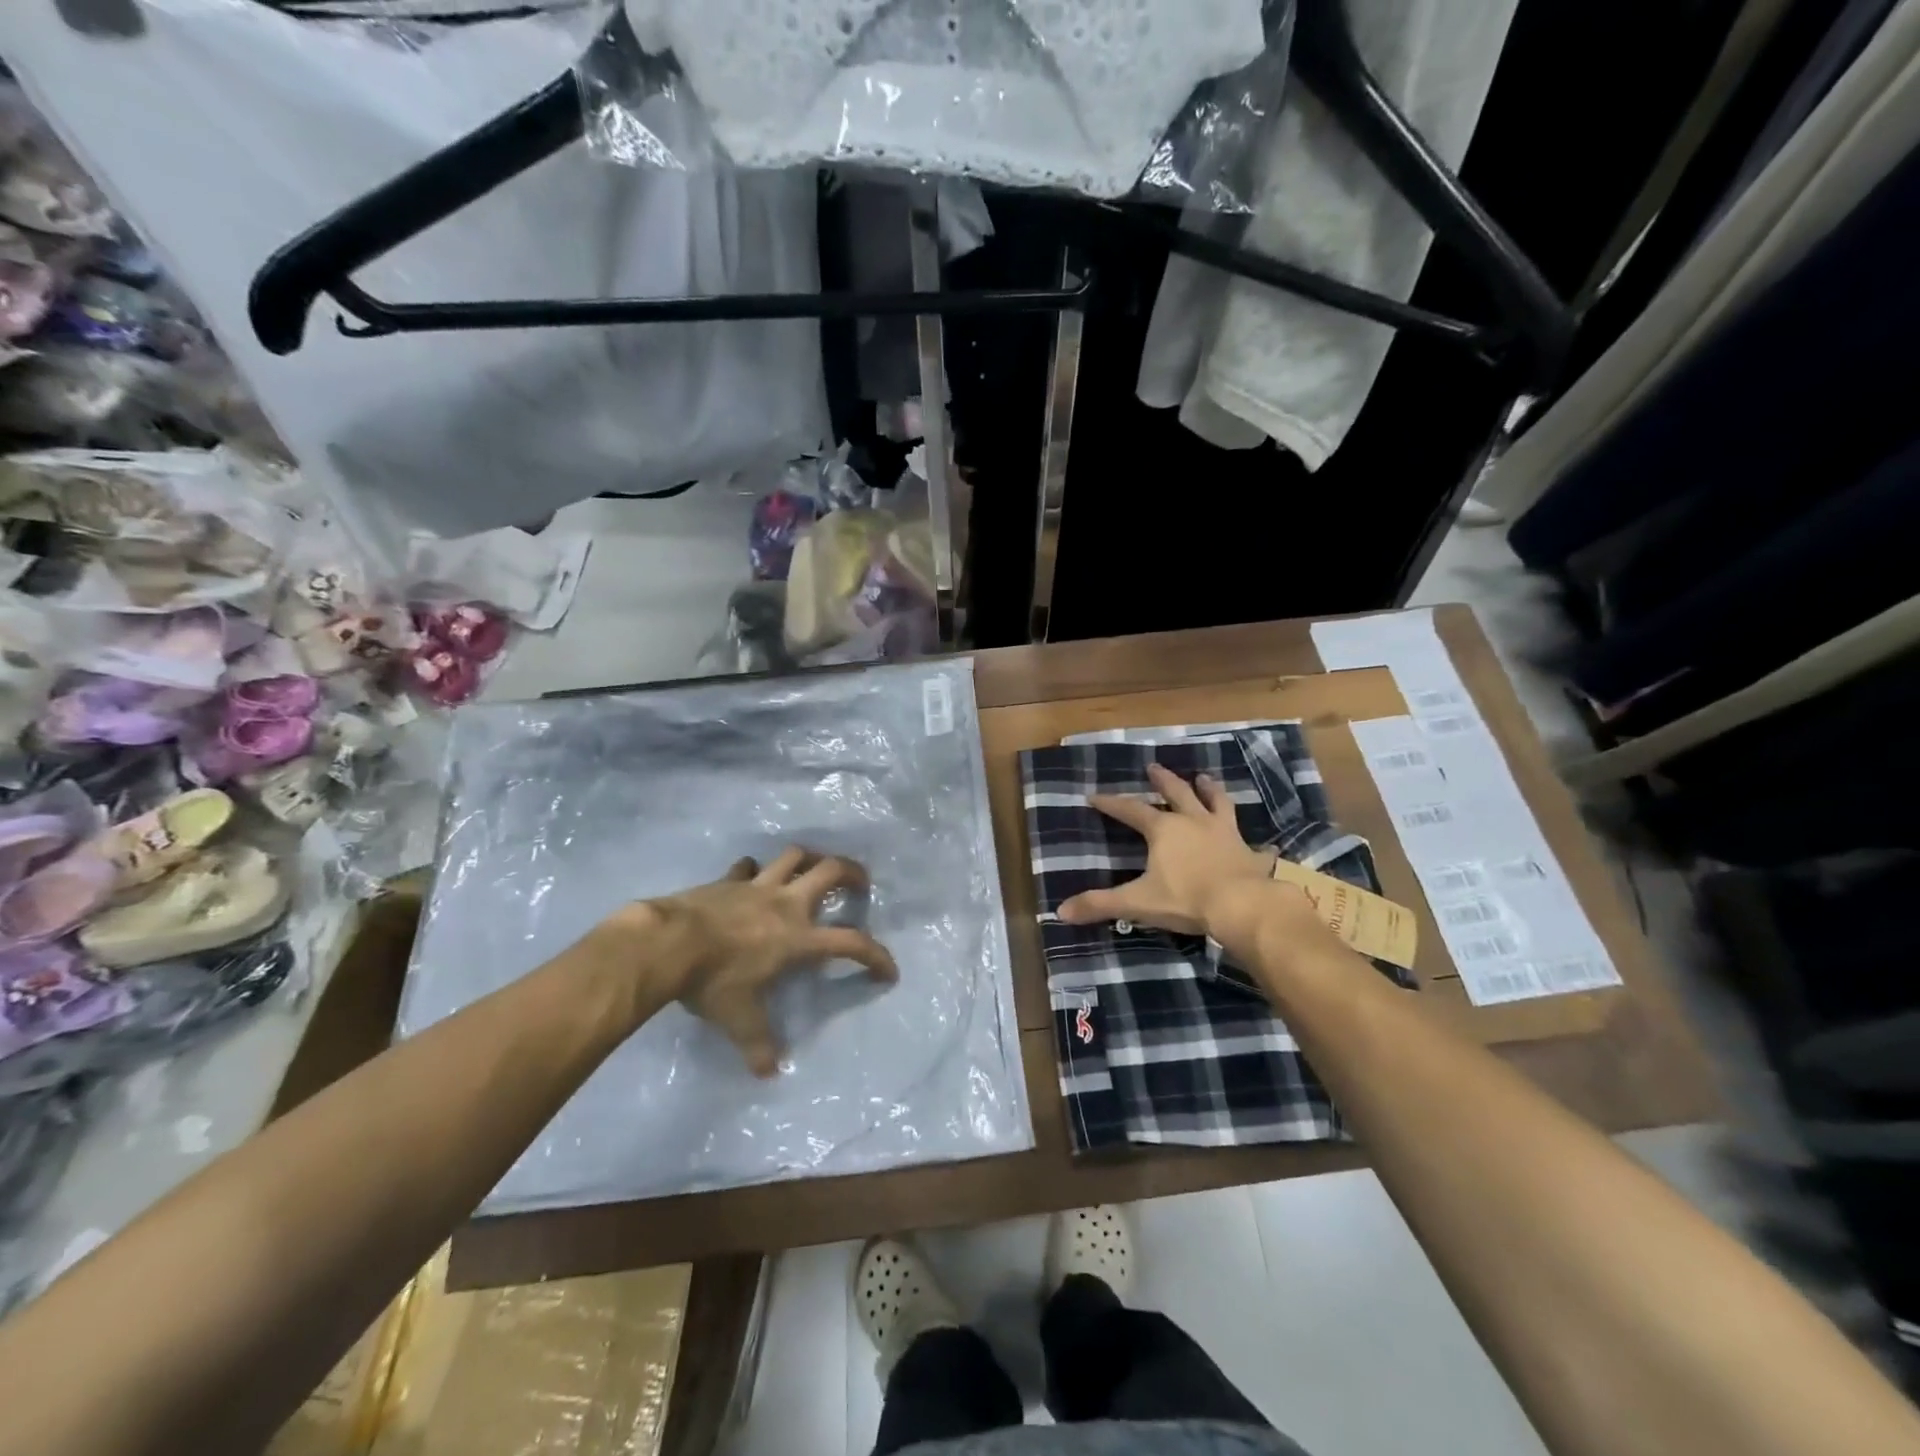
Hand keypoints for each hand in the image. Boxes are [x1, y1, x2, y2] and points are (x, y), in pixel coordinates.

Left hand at [628, 848, 897, 1076]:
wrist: (669, 943)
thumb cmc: (713, 980)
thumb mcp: (739, 1020)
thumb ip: (759, 1044)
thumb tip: (769, 1073)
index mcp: (798, 938)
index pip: (851, 944)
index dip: (876, 956)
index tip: (888, 972)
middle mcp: (787, 904)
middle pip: (830, 871)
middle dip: (852, 872)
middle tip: (860, 883)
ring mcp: (757, 886)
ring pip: (794, 856)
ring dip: (809, 859)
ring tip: (814, 869)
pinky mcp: (730, 880)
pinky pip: (748, 867)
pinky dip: (755, 871)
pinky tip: (751, 878)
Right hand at [1059, 763, 1275, 937]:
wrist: (1242, 906)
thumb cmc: (1186, 899)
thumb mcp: (1137, 902)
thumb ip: (1100, 904)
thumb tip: (1061, 911)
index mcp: (1164, 830)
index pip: (1131, 810)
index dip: (1112, 803)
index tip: (1095, 796)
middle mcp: (1194, 822)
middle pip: (1176, 793)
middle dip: (1163, 780)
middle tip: (1154, 767)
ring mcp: (1225, 833)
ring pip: (1217, 803)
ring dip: (1209, 790)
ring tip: (1204, 778)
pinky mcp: (1249, 851)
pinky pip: (1253, 844)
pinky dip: (1255, 843)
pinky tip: (1262, 844)